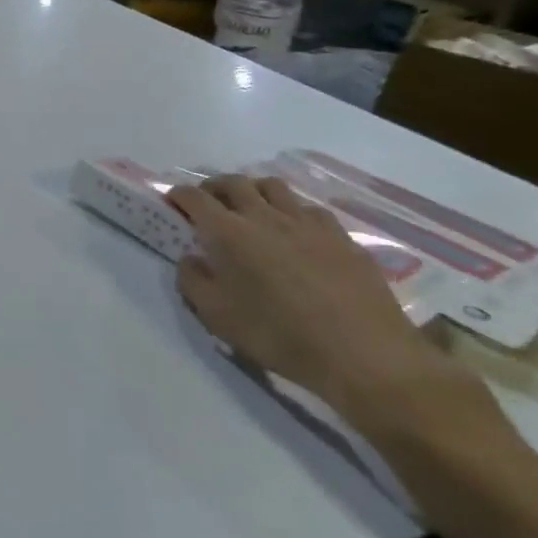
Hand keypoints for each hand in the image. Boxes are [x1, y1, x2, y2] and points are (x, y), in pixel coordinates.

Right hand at [166, 175, 473, 423]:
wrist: (364, 356)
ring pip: (273, 187)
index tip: (172, 205)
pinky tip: (294, 232)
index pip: (194, 196)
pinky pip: (309, 208)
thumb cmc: (279, 336)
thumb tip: (191, 258)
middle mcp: (265, 217)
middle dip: (213, 187)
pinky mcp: (341, 237)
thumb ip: (192, 280)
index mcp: (228, 233)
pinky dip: (292, 211)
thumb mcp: (216, 316)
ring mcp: (308, 224)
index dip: (178, 195)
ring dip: (253, 192)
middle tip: (207, 205)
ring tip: (250, 211)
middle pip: (233, 182)